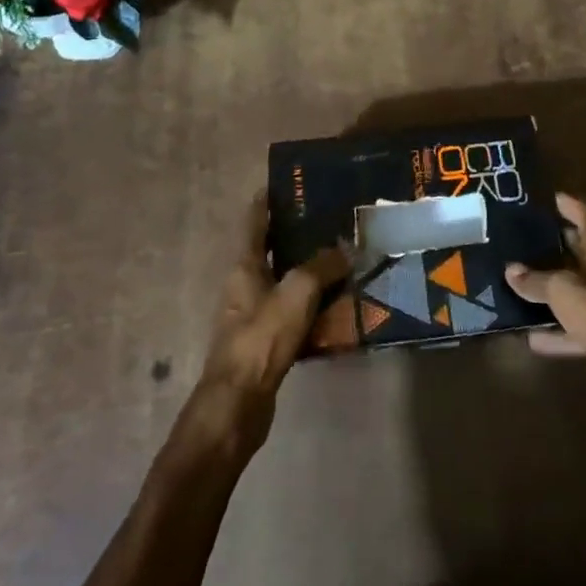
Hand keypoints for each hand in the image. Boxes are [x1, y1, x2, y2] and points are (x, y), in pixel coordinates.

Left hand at [184, 198, 348, 462]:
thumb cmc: (262, 337)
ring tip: (341, 257)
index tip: (291, 182)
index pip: (256, 219)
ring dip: (307, 270)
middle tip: (330, 219)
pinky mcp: (265, 341)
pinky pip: (291, 311)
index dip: (270, 199)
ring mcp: (252, 314)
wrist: (239, 403)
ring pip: (283, 281)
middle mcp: (244, 284)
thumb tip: (347, 248)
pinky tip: (336, 304)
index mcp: (245, 264)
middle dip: (297, 233)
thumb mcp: (297, 292)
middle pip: (271, 249)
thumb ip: (322, 266)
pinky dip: (311, 303)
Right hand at [505, 193, 585, 429]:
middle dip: (563, 246)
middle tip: (533, 237)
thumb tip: (511, 270)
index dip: (574, 208)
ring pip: (579, 295)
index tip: (555, 197)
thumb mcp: (565, 293)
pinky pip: (576, 332)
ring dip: (555, 290)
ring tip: (524, 282)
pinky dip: (556, 334)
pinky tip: (531, 338)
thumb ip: (537, 282)